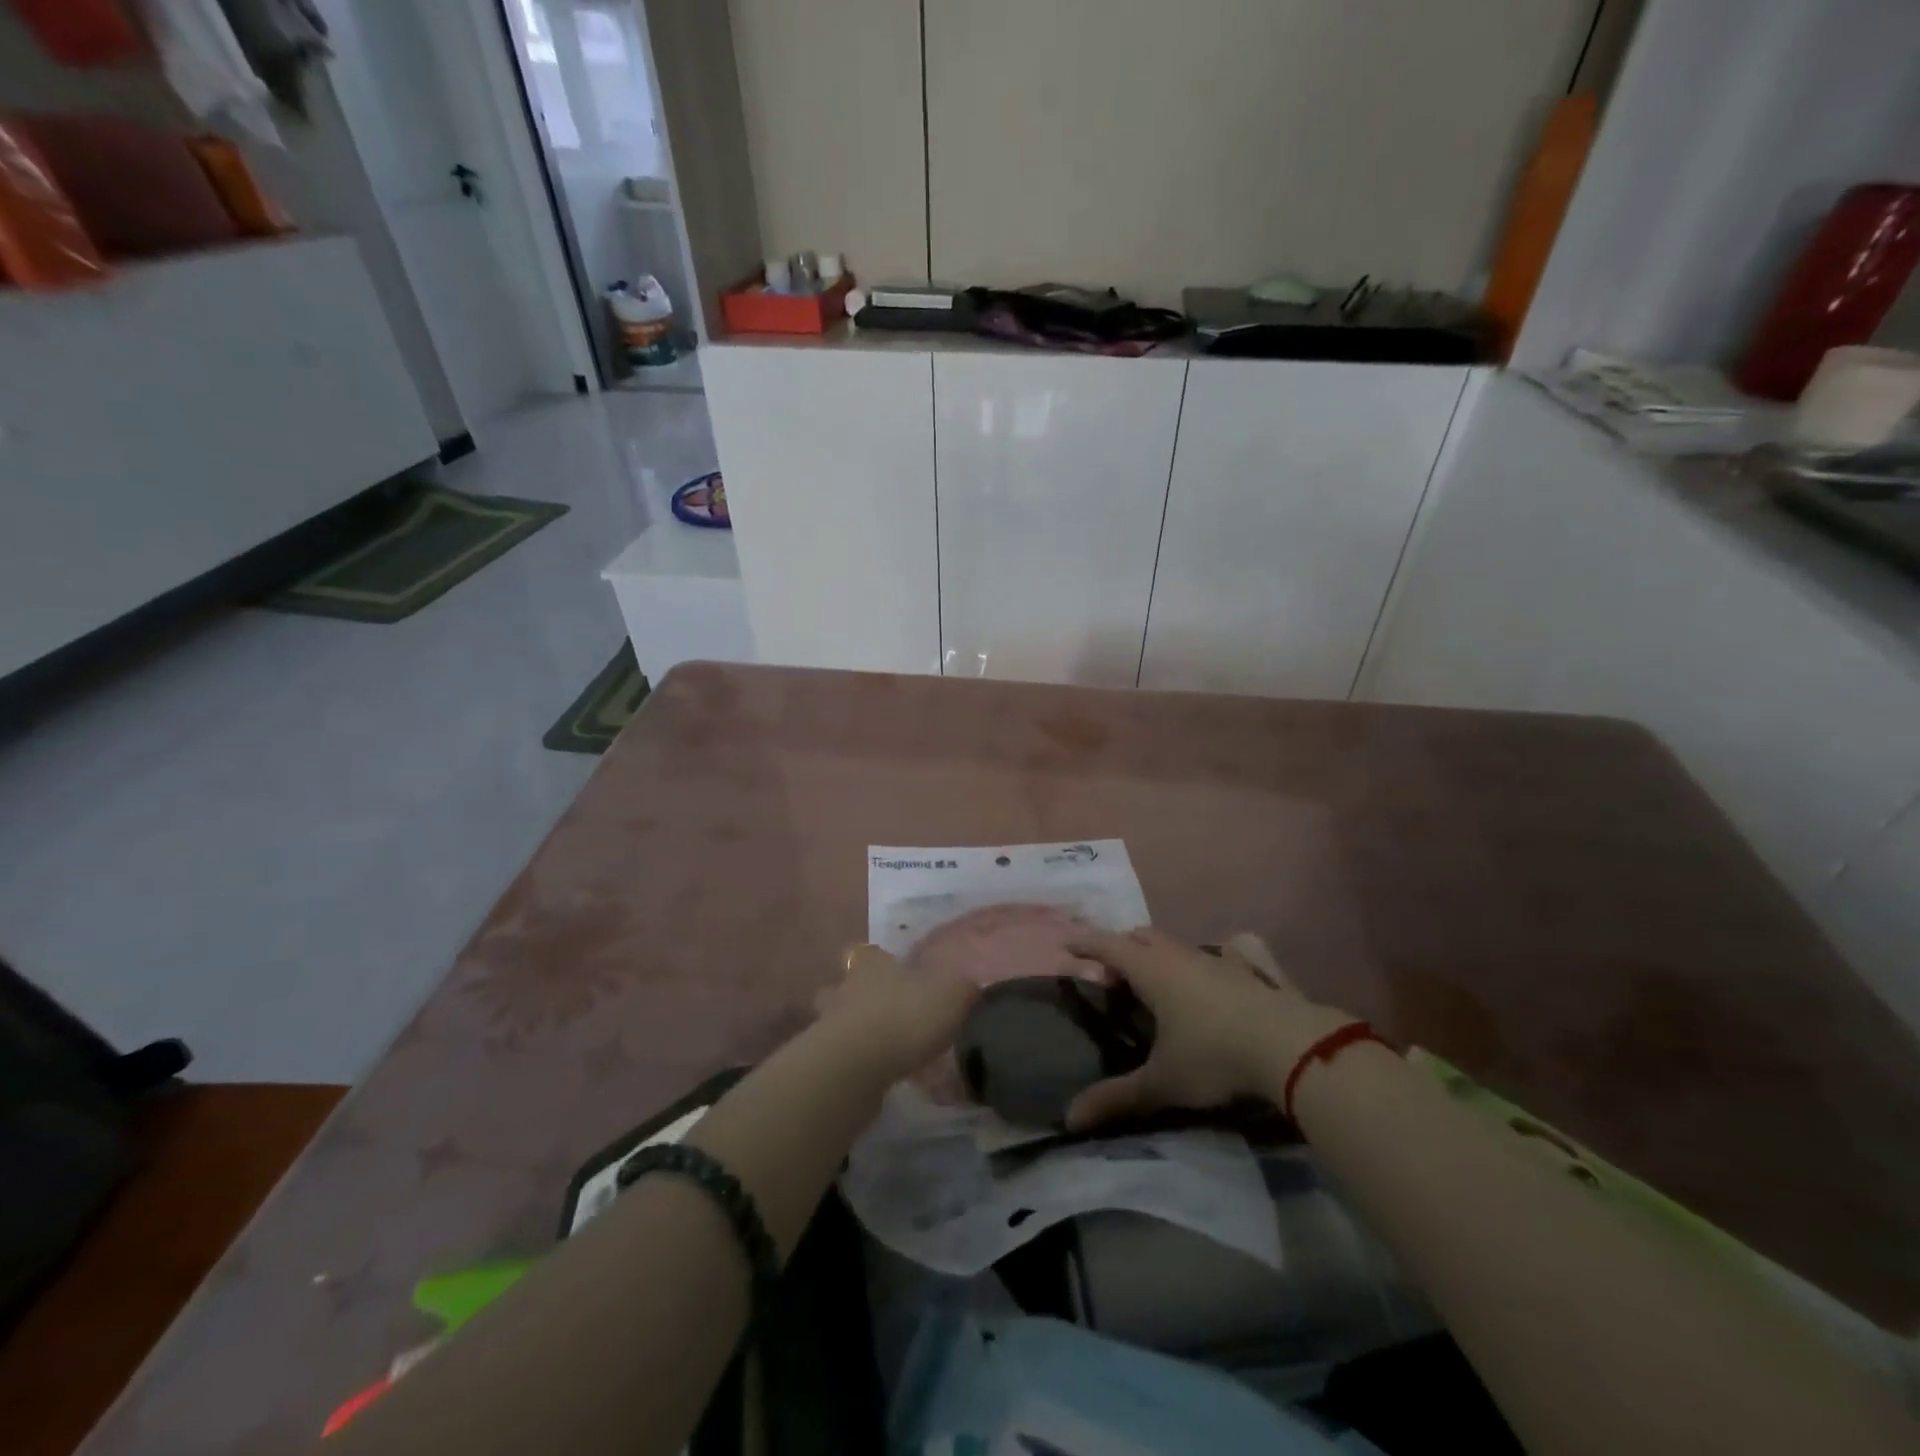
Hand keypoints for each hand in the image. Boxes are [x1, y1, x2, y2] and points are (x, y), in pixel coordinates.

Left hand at [812, 943, 979, 1083]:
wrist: (855, 1067)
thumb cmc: (905, 1017)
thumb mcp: (951, 995)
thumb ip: (963, 988)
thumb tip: (971, 985)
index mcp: (873, 963)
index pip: (868, 951)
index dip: (879, 959)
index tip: (894, 970)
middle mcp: (846, 986)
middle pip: (846, 984)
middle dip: (862, 995)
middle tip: (889, 1011)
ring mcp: (828, 1023)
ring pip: (837, 1018)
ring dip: (856, 1028)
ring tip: (881, 1046)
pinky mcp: (825, 1059)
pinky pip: (840, 1054)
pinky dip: (855, 1061)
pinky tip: (876, 1074)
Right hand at [1063, 927, 1355, 1129]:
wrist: (1290, 1046)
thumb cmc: (1213, 1056)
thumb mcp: (1162, 1082)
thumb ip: (1117, 1097)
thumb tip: (1070, 1119)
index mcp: (1151, 971)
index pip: (1107, 945)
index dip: (1084, 943)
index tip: (1066, 945)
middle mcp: (1179, 956)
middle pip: (1141, 936)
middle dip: (1122, 948)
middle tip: (1111, 976)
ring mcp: (1217, 959)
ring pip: (1177, 945)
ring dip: (1159, 956)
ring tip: (1156, 985)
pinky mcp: (1248, 970)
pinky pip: (1217, 954)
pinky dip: (1201, 963)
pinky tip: (1210, 983)